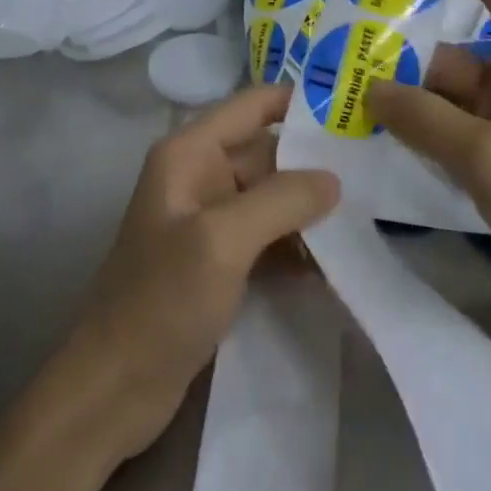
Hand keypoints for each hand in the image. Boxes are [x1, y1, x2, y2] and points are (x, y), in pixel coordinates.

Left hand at [57, 84, 339, 462]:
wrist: (113, 388)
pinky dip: (296, 246)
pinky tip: (335, 265)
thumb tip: (334, 178)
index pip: (253, 106)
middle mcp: (200, 175)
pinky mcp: (218, 260)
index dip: (300, 102)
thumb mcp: (222, 241)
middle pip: (268, 153)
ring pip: (271, 197)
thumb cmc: (161, 300)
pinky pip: (266, 236)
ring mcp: (209, 220)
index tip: (353, 112)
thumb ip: (280, 200)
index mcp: (190, 152)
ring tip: (367, 219)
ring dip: (310, 211)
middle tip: (377, 174)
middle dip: (315, 165)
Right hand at [368, 0, 490, 337]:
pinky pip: (464, 116)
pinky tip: (384, 116)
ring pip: (459, 81)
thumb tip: (371, 90)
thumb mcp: (490, 159)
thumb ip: (424, 119)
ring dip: (414, 82)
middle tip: (357, 5)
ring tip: (351, 69)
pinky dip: (430, 116)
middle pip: (465, 35)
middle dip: (413, 28)